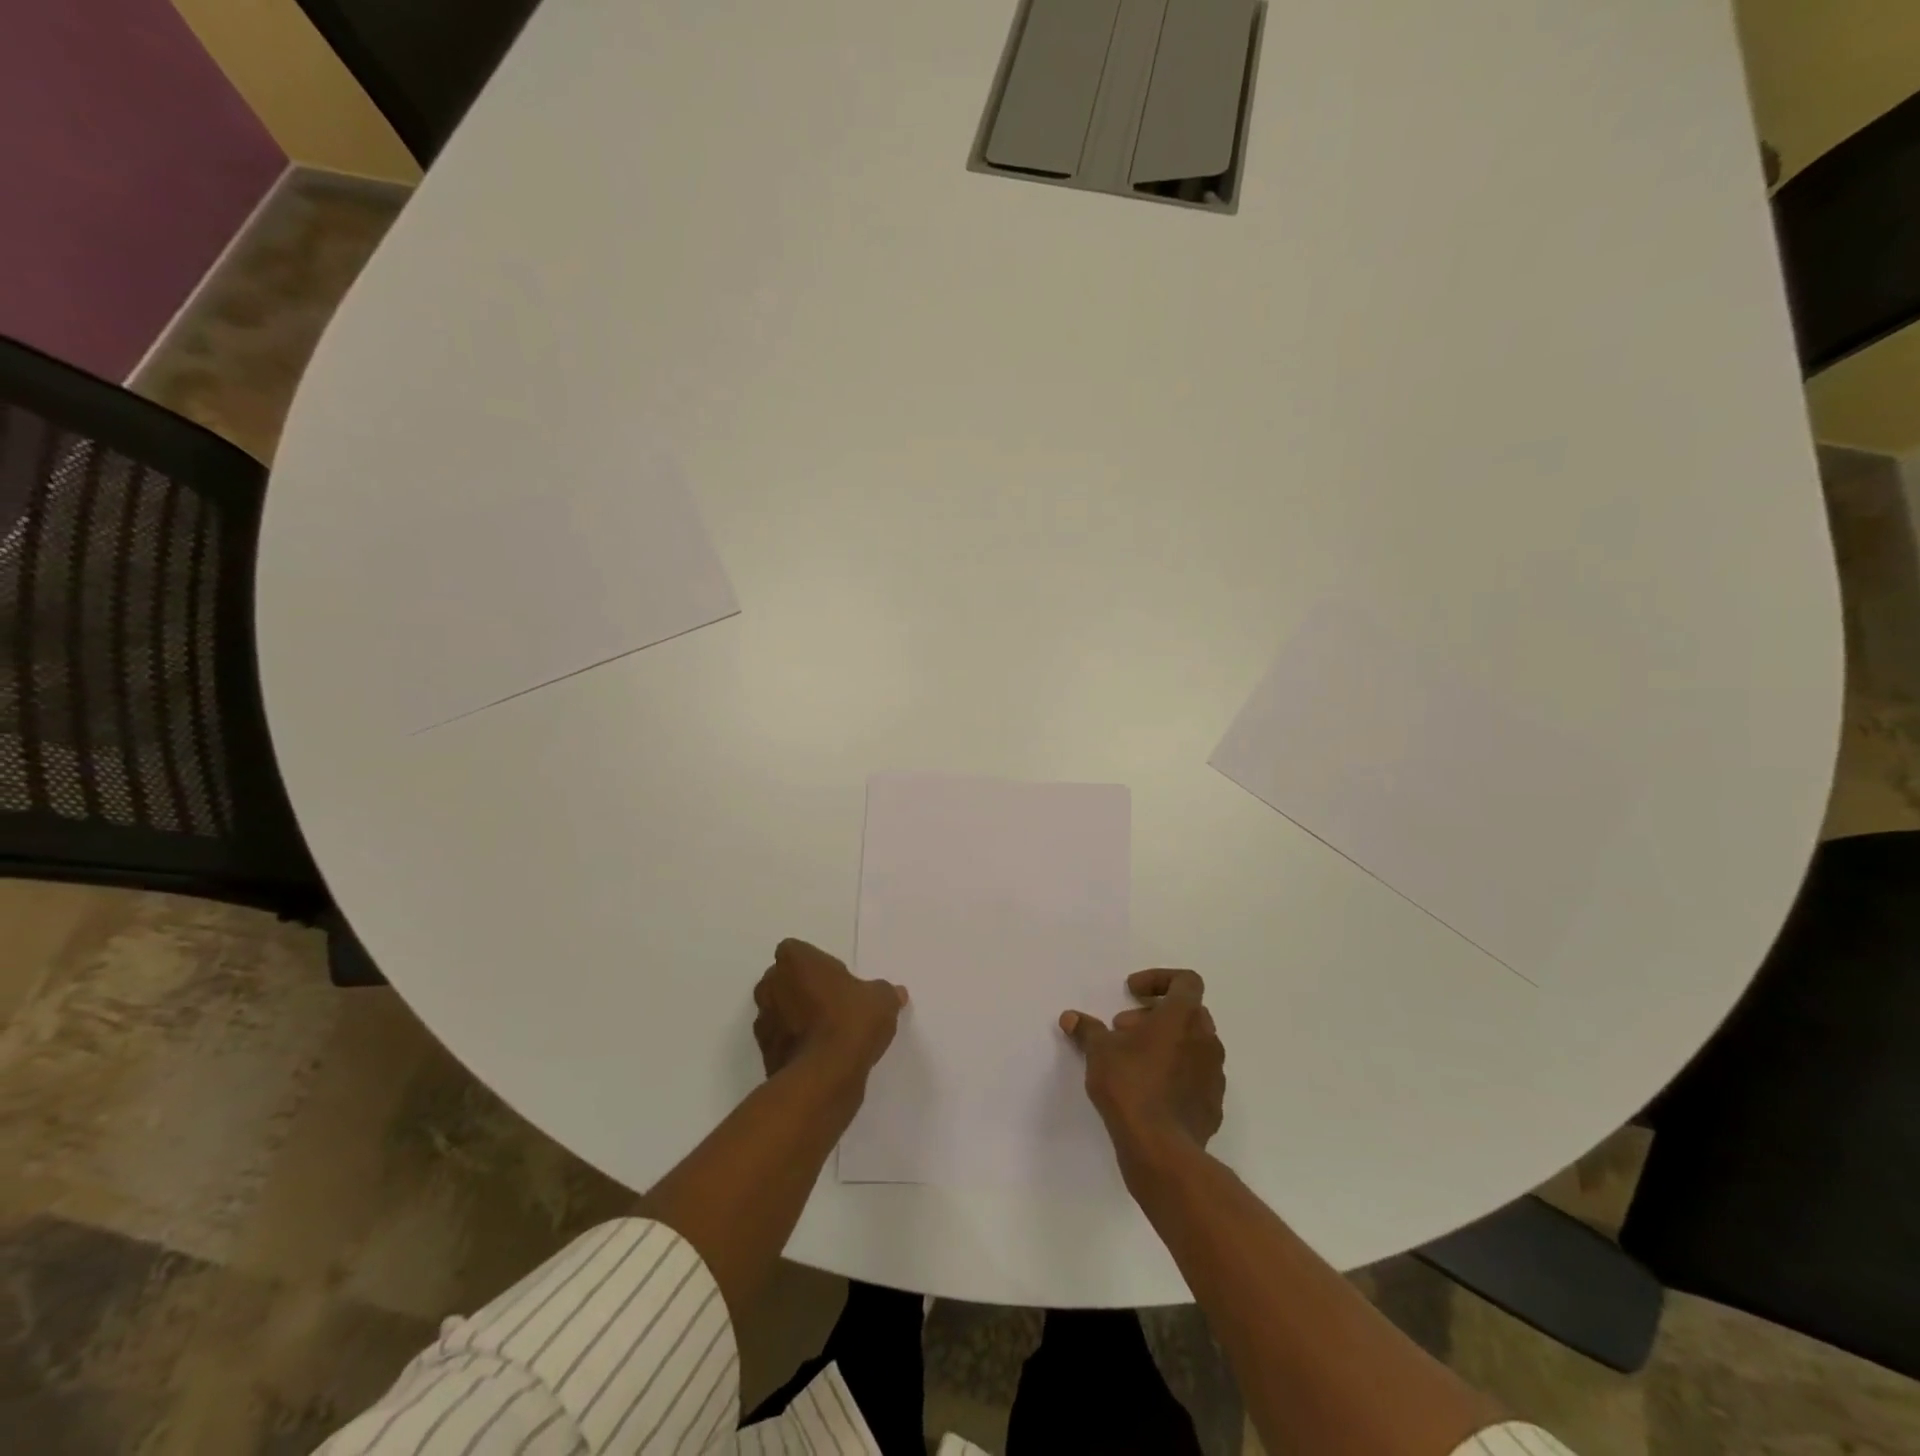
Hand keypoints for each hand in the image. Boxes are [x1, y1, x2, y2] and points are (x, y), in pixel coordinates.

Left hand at [753, 939, 906, 1081]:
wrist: (824, 1076)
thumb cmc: (850, 1021)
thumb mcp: (881, 1000)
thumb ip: (884, 992)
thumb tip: (896, 993)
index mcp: (795, 960)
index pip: (797, 952)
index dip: (815, 964)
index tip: (835, 979)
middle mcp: (770, 985)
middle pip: (783, 980)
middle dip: (801, 988)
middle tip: (831, 1003)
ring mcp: (763, 1020)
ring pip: (779, 1011)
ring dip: (795, 1017)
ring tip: (826, 1033)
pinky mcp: (764, 1053)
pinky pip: (780, 1040)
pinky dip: (794, 1045)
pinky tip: (819, 1055)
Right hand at [1061, 969, 1224, 1159]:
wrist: (1161, 1149)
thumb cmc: (1130, 1086)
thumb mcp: (1099, 1051)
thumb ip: (1087, 1030)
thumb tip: (1070, 1018)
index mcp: (1183, 1017)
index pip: (1187, 980)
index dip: (1159, 979)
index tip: (1133, 992)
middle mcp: (1206, 1039)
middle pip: (1188, 1012)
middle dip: (1155, 1014)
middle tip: (1123, 1029)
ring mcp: (1214, 1074)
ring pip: (1193, 1044)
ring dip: (1166, 1043)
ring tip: (1133, 1060)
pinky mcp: (1213, 1104)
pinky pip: (1196, 1076)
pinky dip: (1175, 1072)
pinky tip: (1149, 1090)